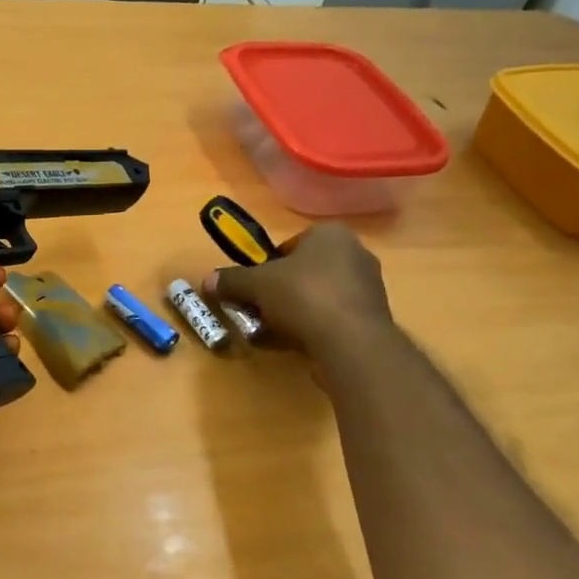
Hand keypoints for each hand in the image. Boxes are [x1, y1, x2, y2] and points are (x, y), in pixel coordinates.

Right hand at [202, 222, 393, 361]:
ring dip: (294, 313)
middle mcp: (355, 252)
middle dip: (279, 293)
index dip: (266, 267)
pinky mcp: (372, 317)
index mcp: (330, 234)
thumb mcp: (256, 284)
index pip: (290, 245)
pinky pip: (333, 318)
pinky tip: (297, 344)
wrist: (351, 340)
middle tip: (260, 312)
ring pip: (317, 296)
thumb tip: (207, 281)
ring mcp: (368, 286)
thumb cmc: (303, 296)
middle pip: (303, 272)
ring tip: (274, 333)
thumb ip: (231, 281)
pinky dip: (314, 328)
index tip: (253, 289)